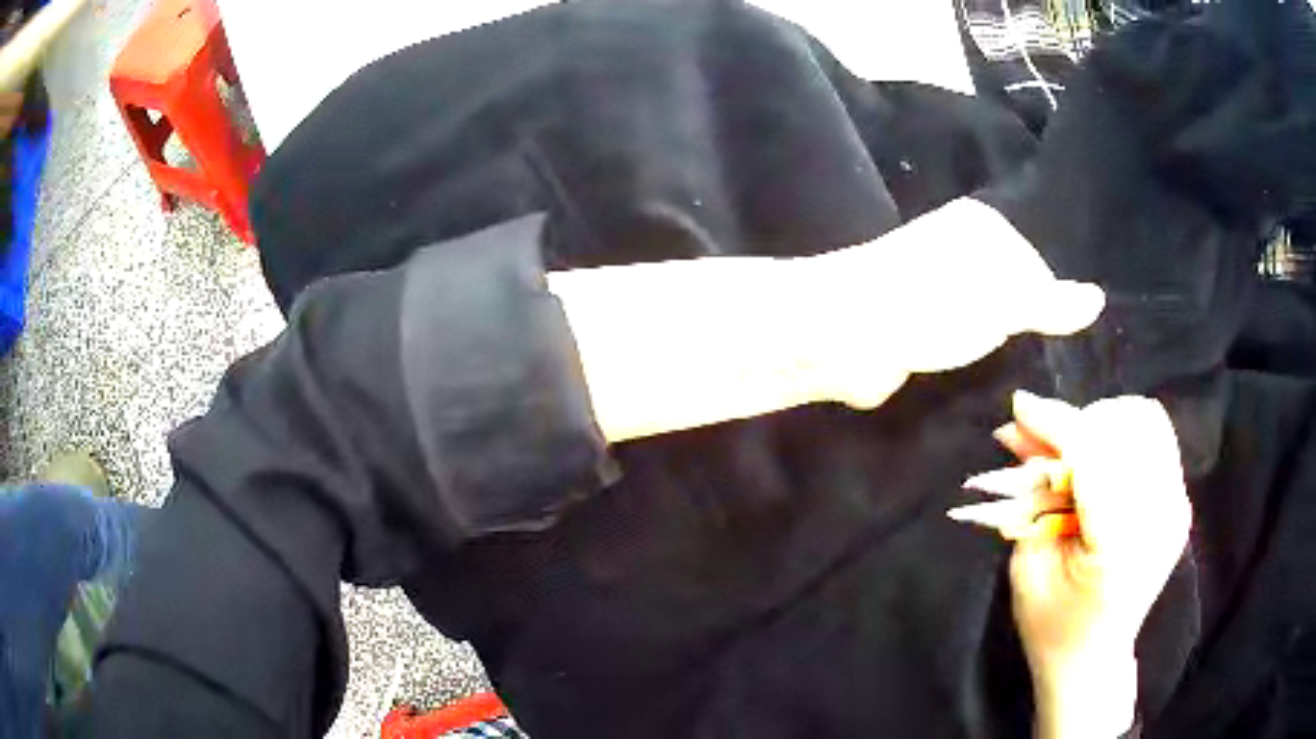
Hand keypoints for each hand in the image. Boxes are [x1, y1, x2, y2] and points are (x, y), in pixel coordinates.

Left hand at [806, 199, 1105, 408]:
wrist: (849, 335)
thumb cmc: (935, 304)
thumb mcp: (1006, 298)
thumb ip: (1051, 302)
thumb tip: (1098, 298)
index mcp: (980, 228)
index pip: (1037, 269)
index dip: (1048, 308)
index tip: (1051, 341)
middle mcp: (956, 250)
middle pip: (1010, 295)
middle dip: (1020, 330)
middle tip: (1031, 363)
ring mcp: (933, 287)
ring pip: (983, 321)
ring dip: (992, 349)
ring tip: (1002, 373)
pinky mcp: (915, 324)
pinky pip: (956, 343)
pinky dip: (966, 361)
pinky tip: (972, 378)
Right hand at [949, 391, 1191, 738]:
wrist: (1093, 660)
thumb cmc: (1051, 626)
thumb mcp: (1028, 565)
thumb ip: (1031, 492)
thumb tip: (1019, 427)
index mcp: (1120, 546)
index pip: (1094, 455)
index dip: (1056, 424)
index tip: (1020, 409)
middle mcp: (1160, 517)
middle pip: (1125, 427)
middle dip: (1078, 423)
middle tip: (1043, 445)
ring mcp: (1176, 506)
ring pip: (1145, 421)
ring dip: (1103, 424)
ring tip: (1073, 452)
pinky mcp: (1179, 500)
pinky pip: (1155, 437)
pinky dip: (1124, 434)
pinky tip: (1100, 459)